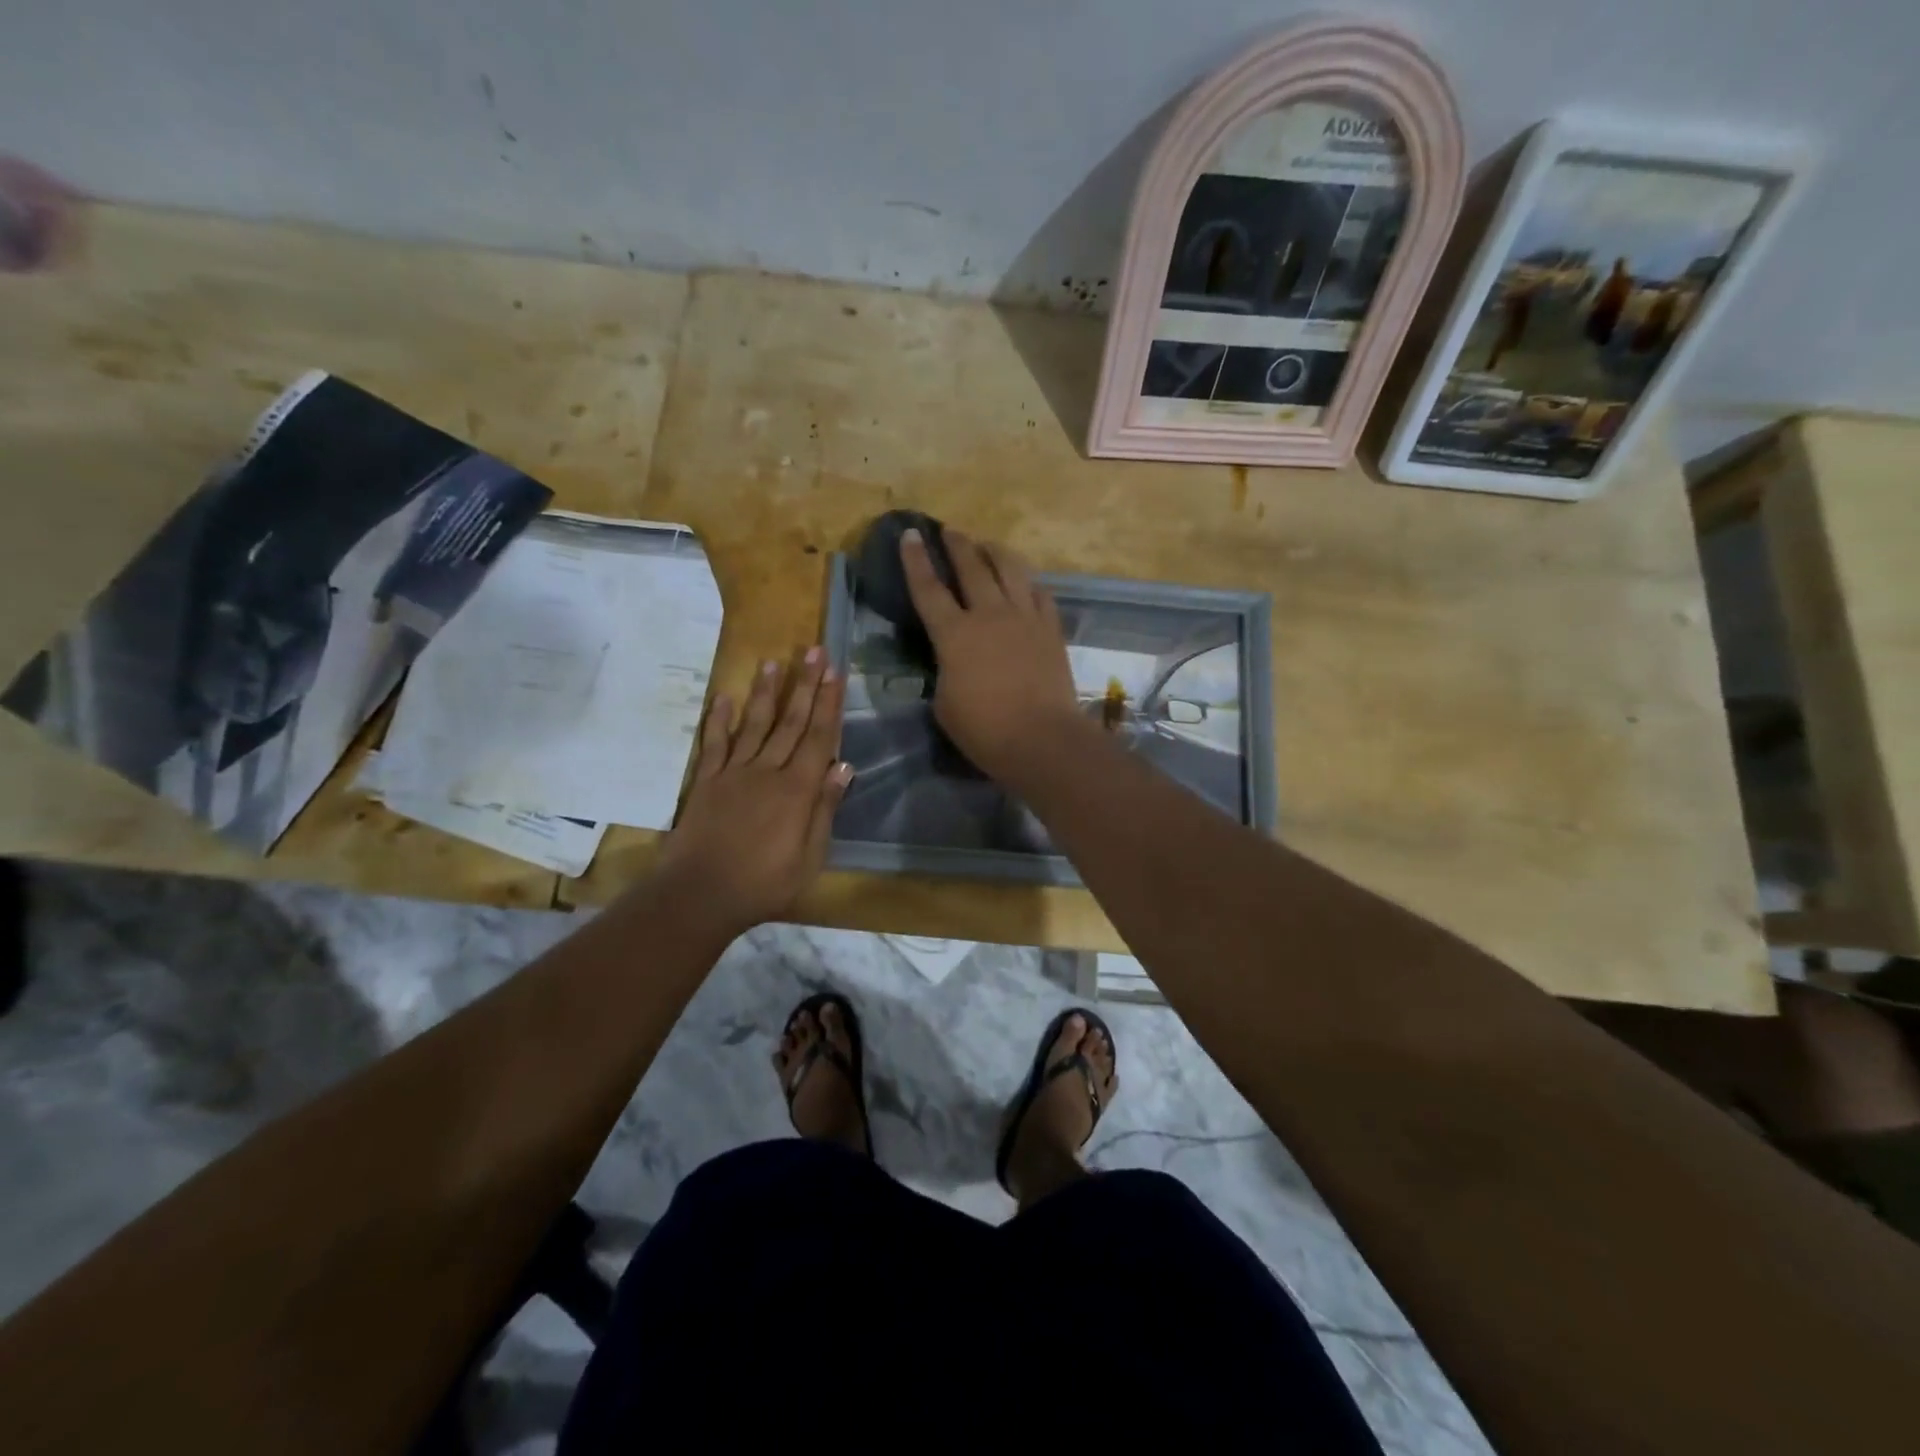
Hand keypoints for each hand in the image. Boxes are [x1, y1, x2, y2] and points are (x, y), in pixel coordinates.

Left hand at [658, 650, 851, 931]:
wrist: (701, 895)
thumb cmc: (764, 883)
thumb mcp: (810, 857)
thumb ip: (824, 809)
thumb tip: (843, 766)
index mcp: (797, 790)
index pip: (819, 737)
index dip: (829, 704)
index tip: (835, 673)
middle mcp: (767, 771)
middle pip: (790, 722)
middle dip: (805, 685)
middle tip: (814, 651)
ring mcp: (734, 773)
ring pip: (754, 724)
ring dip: (766, 693)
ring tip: (774, 663)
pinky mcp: (706, 782)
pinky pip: (714, 744)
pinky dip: (719, 720)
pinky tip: (724, 698)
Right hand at [900, 527, 1083, 783]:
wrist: (1042, 739)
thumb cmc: (984, 731)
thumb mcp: (945, 704)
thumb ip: (945, 672)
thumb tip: (953, 661)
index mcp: (954, 634)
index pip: (928, 588)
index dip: (915, 560)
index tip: (910, 534)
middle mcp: (989, 614)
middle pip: (972, 567)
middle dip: (957, 545)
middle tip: (949, 531)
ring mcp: (1024, 618)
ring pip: (1010, 570)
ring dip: (995, 552)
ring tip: (987, 544)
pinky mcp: (1051, 629)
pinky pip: (1040, 593)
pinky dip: (1028, 582)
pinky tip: (1025, 581)